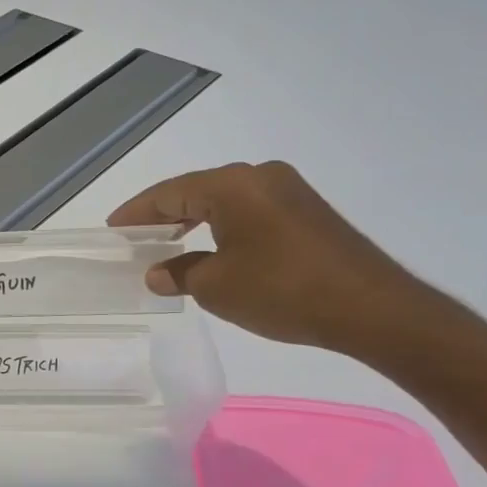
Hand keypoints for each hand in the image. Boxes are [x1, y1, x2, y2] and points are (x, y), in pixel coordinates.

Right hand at [109, 161, 426, 352]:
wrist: (374, 310)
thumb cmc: (283, 291)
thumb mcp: (216, 286)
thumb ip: (178, 273)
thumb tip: (158, 273)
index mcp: (231, 185)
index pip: (168, 193)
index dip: (136, 213)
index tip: (112, 230)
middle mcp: (259, 176)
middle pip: (195, 191)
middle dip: (163, 216)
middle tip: (135, 238)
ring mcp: (288, 191)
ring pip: (224, 201)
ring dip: (193, 222)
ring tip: (166, 245)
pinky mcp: (307, 212)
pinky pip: (249, 211)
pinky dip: (222, 227)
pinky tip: (211, 249)